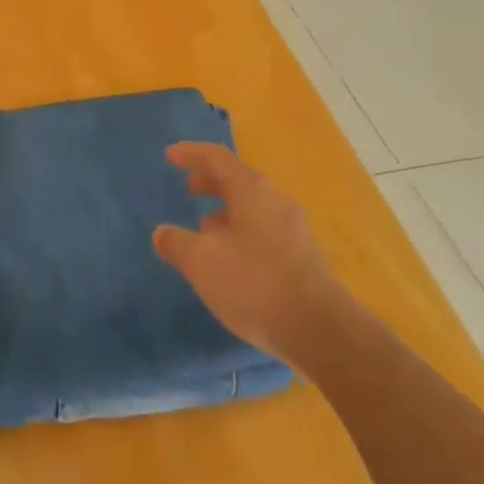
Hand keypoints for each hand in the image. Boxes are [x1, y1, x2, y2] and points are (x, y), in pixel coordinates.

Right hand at [153, 142, 349, 366]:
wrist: (320, 330)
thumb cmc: (254, 283)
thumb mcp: (201, 262)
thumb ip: (176, 243)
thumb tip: (162, 233)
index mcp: (252, 190)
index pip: (217, 157)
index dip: (191, 153)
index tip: (170, 155)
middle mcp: (276, 200)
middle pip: (238, 179)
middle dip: (210, 181)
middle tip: (188, 188)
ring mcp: (294, 228)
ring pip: (253, 206)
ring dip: (226, 210)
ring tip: (205, 230)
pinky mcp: (303, 255)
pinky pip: (265, 228)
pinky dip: (242, 230)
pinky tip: (231, 260)